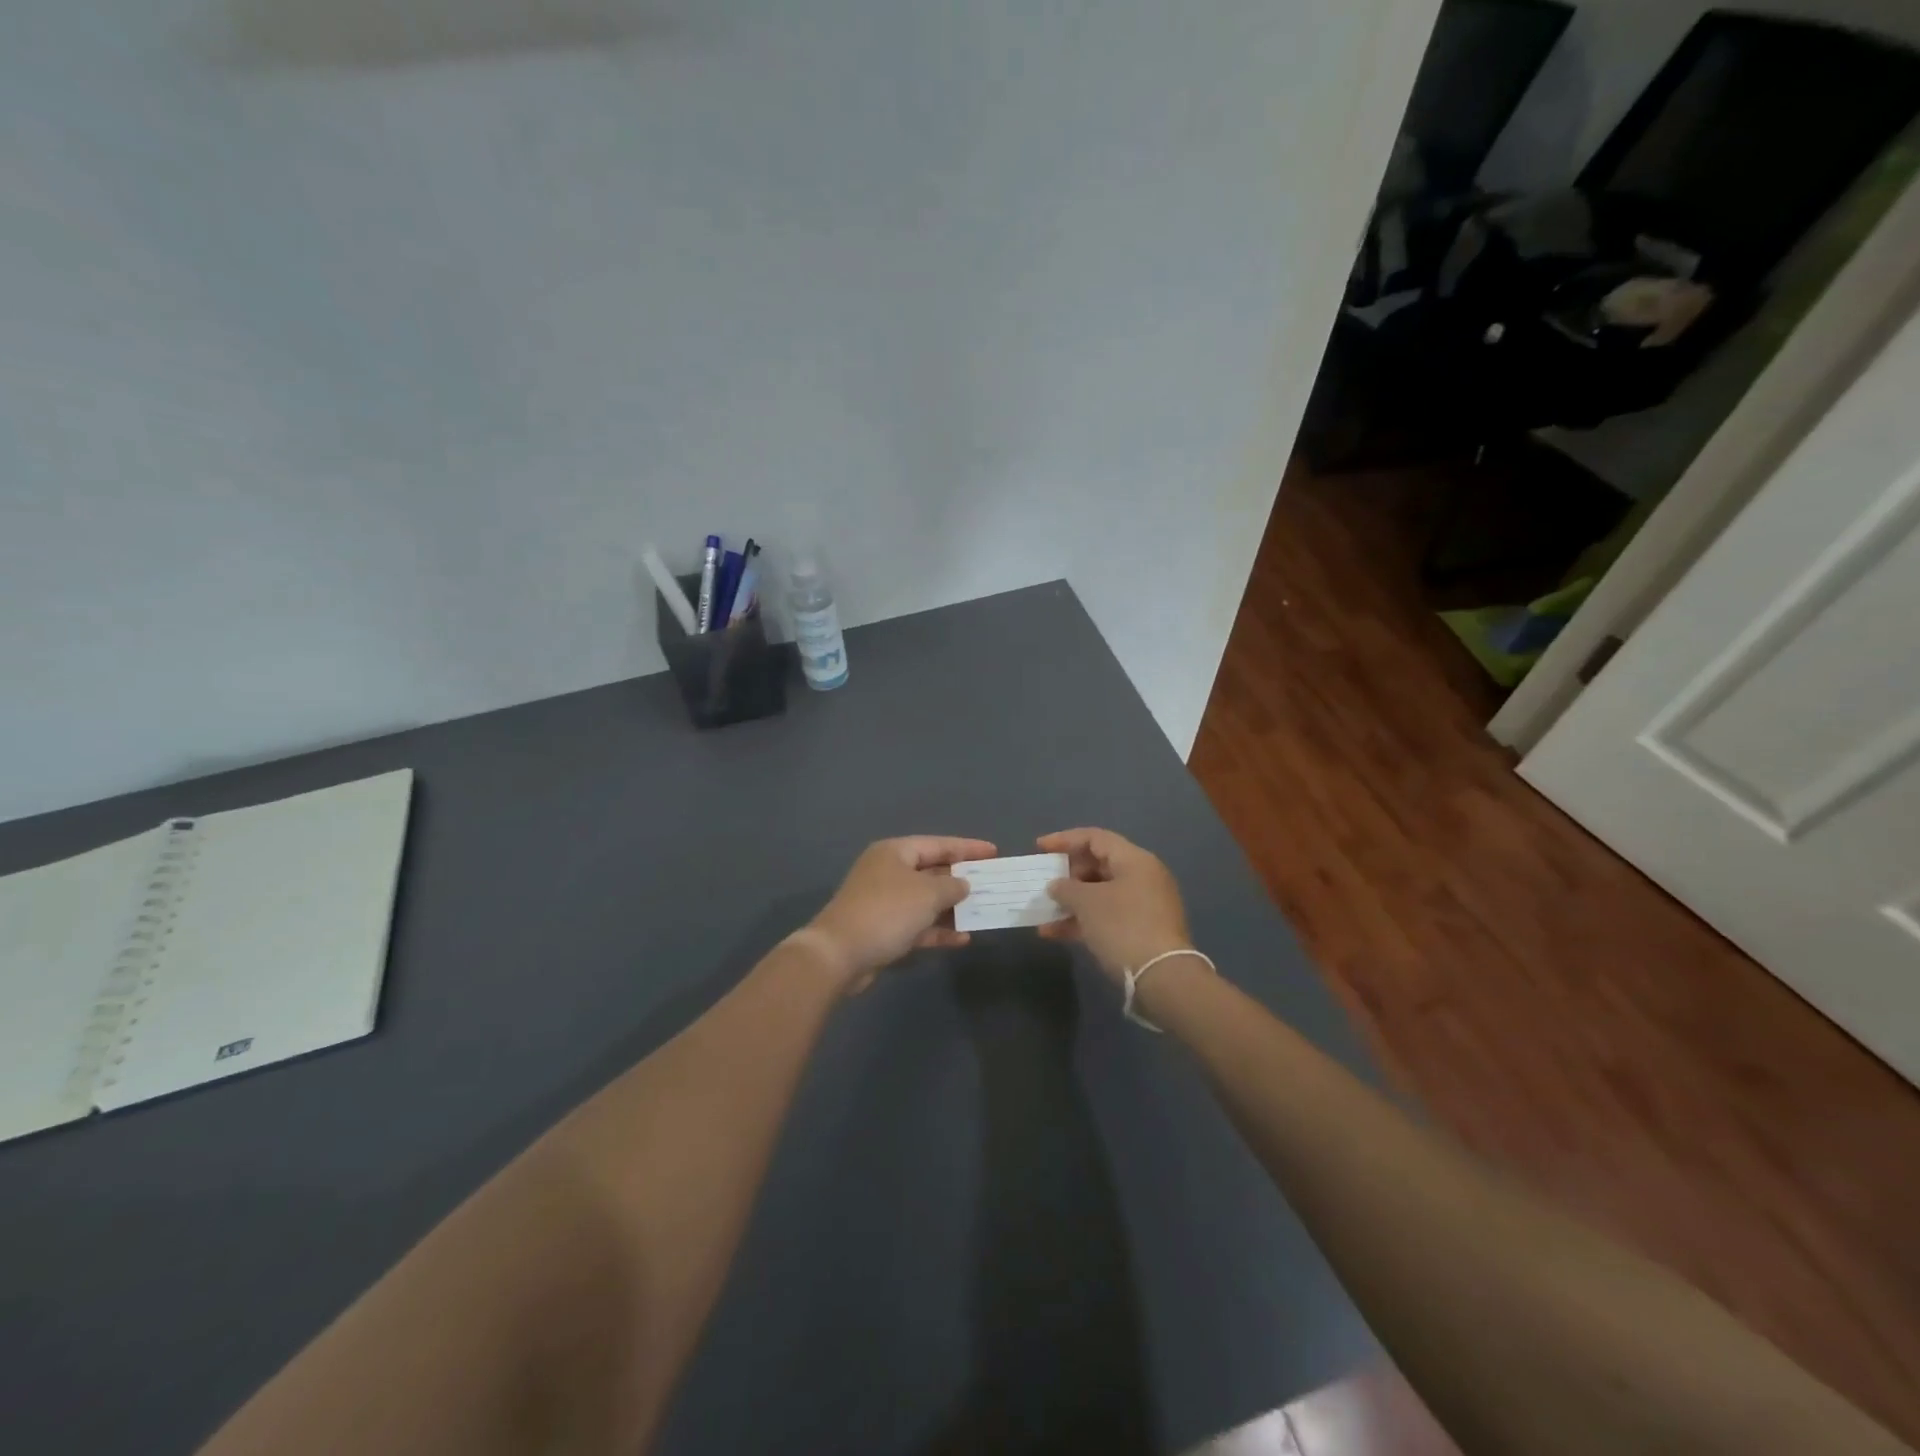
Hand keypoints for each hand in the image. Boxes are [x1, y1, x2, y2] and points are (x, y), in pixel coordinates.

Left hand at [808, 836, 997, 992]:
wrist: (839, 954)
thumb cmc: (886, 912)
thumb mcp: (927, 894)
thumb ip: (952, 886)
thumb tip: (963, 884)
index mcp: (895, 852)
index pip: (938, 844)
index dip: (967, 848)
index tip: (994, 852)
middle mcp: (889, 872)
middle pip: (932, 871)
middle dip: (961, 880)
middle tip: (992, 884)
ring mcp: (884, 902)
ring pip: (926, 901)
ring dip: (952, 908)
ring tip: (982, 912)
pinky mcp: (883, 930)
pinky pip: (918, 925)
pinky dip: (938, 930)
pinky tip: (963, 939)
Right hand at [1037, 827, 1191, 982]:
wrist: (1162, 978)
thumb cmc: (1123, 927)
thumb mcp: (1087, 902)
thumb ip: (1065, 888)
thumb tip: (1056, 886)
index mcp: (1135, 860)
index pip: (1095, 838)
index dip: (1064, 840)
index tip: (1039, 848)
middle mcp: (1142, 877)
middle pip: (1098, 865)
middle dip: (1067, 874)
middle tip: (1044, 883)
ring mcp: (1143, 906)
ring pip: (1100, 894)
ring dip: (1070, 901)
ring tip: (1043, 911)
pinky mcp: (1141, 931)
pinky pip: (1106, 916)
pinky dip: (1082, 920)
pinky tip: (1054, 933)